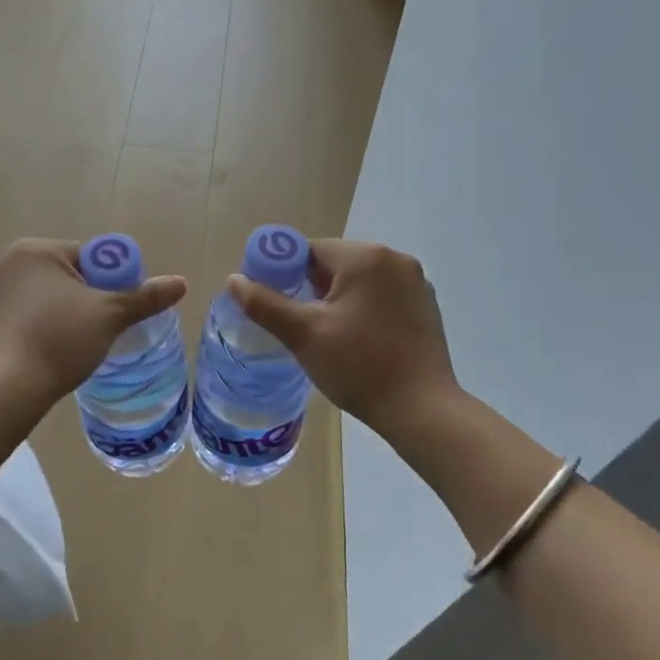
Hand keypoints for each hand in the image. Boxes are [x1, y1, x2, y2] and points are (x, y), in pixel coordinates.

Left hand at [0, 238, 187, 404]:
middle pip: (60, 278)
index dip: (108, 283)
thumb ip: (145, 297)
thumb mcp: (110, 316)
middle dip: (79, 300)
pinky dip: (27, 334)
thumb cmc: (60, 340)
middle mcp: (4, 264)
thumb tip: (181, 282)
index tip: (114, 312)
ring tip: (66, 348)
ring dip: (52, 316)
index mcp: (36, 251)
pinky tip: (38, 357)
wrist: (5, 387)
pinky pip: (12, 322)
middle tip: (94, 332)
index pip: (86, 258)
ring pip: (35, 300)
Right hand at [227, 238, 460, 440]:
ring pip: (358, 280)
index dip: (283, 272)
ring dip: (336, 298)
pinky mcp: (425, 305)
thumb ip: (265, 304)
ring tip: (322, 334)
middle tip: (295, 323)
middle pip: (335, 262)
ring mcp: (415, 282)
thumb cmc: (359, 367)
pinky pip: (381, 295)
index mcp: (365, 257)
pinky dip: (362, 308)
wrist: (421, 409)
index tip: (272, 302)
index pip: (310, 250)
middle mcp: (395, 259)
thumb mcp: (304, 335)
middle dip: (310, 287)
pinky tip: (355, 339)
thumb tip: (234, 280)